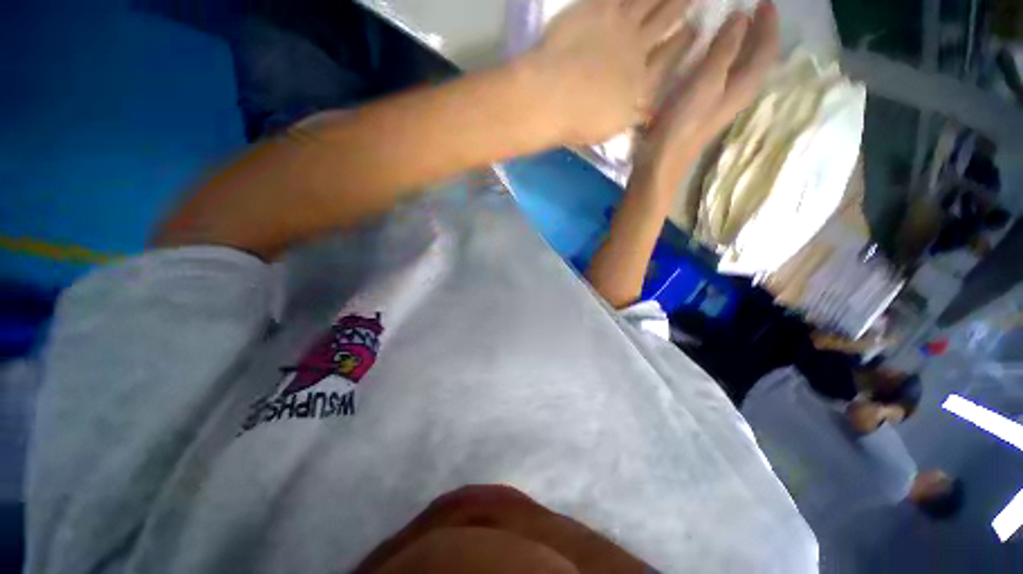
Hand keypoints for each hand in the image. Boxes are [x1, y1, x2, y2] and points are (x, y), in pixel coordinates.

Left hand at [528, 0, 693, 144]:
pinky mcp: (597, 8)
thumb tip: (647, 113)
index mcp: (641, 81)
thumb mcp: (613, 127)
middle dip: (680, 6)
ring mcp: (618, 24)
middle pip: (664, 21)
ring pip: (647, 0)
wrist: (555, 96)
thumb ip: (632, 115)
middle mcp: (637, 48)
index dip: (683, 42)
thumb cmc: (582, 121)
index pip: (669, 57)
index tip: (695, 29)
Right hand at [642, 2, 778, 172]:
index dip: (769, 23)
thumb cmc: (683, 123)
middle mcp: (739, 92)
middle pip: (758, 58)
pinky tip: (714, 55)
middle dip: (759, 33)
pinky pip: (726, 76)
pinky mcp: (706, 108)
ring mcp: (722, 102)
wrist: (662, 161)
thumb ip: (725, 49)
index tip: (763, 1)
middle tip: (751, 9)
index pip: (767, 48)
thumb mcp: (705, 82)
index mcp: (745, 85)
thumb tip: (741, 18)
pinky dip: (726, 59)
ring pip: (743, 67)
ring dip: (743, 45)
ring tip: (735, 26)